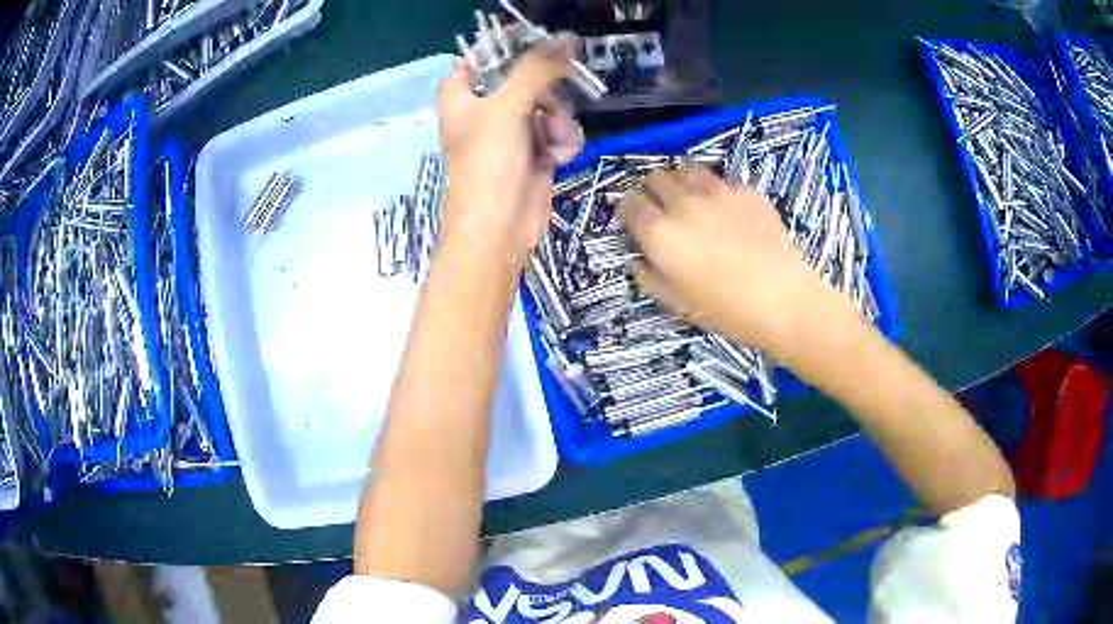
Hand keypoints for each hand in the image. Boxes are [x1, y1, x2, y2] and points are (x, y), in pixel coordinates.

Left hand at [436, 35, 585, 271]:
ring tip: (551, 141)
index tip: (533, 42)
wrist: (499, 231)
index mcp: (462, 97)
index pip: (477, 59)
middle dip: (545, 91)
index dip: (501, 49)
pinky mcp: (536, 153)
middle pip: (525, 78)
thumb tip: (568, 38)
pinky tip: (557, 158)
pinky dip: (563, 142)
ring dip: (558, 121)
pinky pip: (559, 132)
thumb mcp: (507, 108)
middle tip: (548, 100)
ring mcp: (513, 133)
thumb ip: (537, 69)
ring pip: (549, 105)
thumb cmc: (488, 165)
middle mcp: (486, 111)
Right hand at [620, 165, 843, 360]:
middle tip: (663, 208)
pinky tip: (728, 210)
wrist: (783, 300)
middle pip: (656, 177)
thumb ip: (651, 278)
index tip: (635, 218)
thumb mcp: (678, 304)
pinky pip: (721, 180)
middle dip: (654, 190)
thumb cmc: (726, 311)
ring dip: (682, 181)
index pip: (630, 203)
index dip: (629, 208)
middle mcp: (683, 204)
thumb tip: (639, 260)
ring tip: (692, 199)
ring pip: (687, 168)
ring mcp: (717, 192)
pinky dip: (716, 190)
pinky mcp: (746, 191)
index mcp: (661, 233)